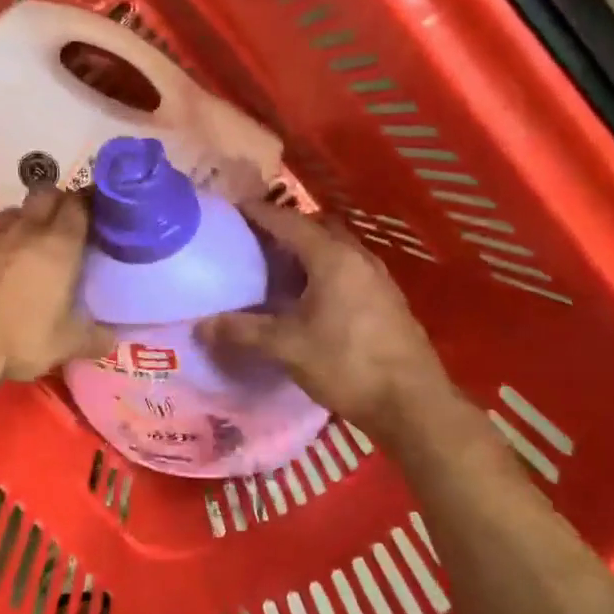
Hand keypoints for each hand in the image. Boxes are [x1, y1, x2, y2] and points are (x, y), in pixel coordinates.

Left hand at [0, 187, 113, 403]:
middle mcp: (27, 230)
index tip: (97, 213)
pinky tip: (0, 266)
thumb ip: (94, 338)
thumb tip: (113, 339)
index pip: (78, 204)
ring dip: (26, 219)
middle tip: (66, 222)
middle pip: (45, 193)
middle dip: (58, 200)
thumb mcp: (66, 344)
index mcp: (59, 244)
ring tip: (31, 242)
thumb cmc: (21, 337)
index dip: (89, 204)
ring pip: (14, 211)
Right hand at [200, 201, 454, 439]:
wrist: (413, 403)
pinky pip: (348, 268)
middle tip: (254, 241)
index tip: (232, 209)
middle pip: (316, 228)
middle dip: (285, 228)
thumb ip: (243, 331)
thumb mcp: (287, 348)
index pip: (288, 222)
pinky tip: (310, 297)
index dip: (258, 213)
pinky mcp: (387, 299)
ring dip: (307, 250)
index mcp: (331, 257)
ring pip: (335, 248)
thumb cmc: (347, 365)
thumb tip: (200, 325)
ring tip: (278, 268)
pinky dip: (324, 269)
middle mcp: (357, 257)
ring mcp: (377, 277)